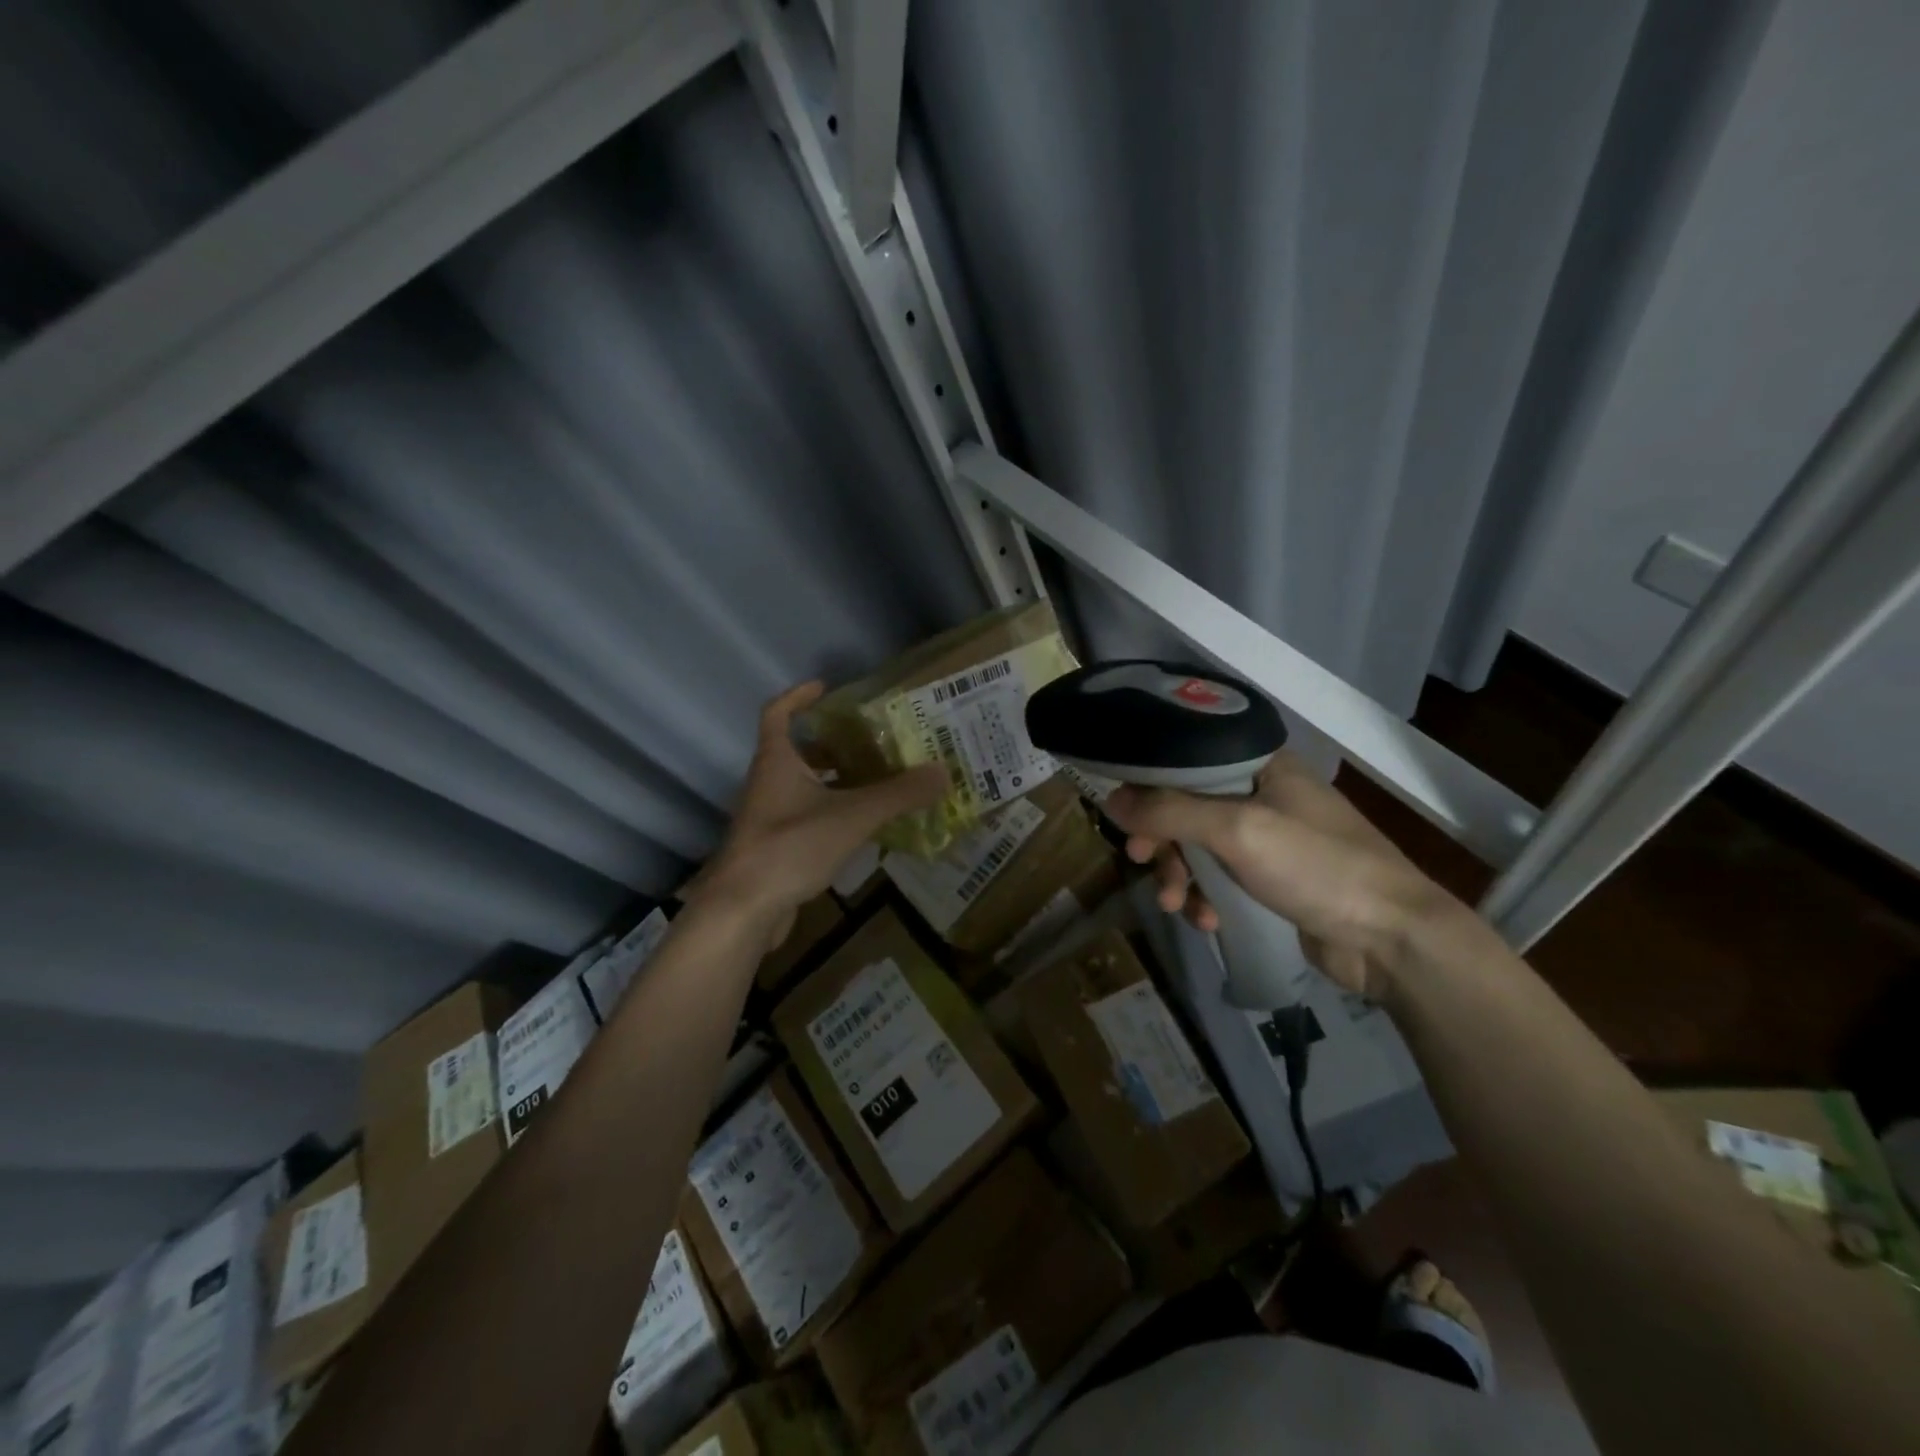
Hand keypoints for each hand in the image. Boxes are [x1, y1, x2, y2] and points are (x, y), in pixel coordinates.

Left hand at [696, 682, 946, 948]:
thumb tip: (943, 773)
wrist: (743, 909)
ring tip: (879, 778)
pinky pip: (808, 817)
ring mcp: (769, 817)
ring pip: (805, 787)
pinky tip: (864, 825)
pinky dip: (834, 813)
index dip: (798, 696)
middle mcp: (768, 783)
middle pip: (798, 751)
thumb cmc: (790, 846)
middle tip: (873, 740)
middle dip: (833, 743)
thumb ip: (898, 794)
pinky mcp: (776, 847)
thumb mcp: (852, 815)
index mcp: (777, 761)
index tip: (826, 687)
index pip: (777, 713)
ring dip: (836, 780)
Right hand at [1104, 752, 1458, 998]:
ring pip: (1198, 846)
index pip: (1186, 759)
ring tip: (1174, 905)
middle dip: (1162, 839)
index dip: (1150, 783)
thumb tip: (1111, 800)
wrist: (1393, 939)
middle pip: (1186, 806)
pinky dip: (1204, 898)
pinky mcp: (1271, 878)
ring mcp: (1267, 837)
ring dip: (1179, 875)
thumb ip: (1169, 811)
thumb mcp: (1237, 831)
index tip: (1124, 814)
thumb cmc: (1317, 867)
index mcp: (1259, 764)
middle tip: (1142, 860)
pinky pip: (1218, 878)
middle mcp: (1261, 793)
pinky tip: (1207, 921)